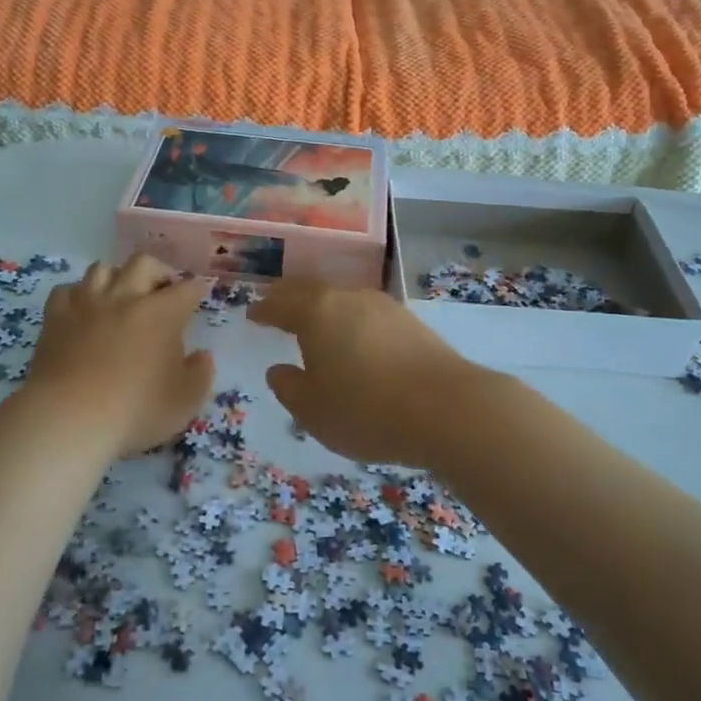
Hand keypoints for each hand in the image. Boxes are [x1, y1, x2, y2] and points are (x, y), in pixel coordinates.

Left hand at [23, 255, 214, 457]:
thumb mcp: (184, 402)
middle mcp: (125, 297)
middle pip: (144, 263)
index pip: (187, 288)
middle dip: (158, 271)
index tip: (199, 295)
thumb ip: (200, 374)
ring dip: (116, 277)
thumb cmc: (134, 411)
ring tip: (121, 294)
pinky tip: (82, 308)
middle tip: (163, 290)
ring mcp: (86, 304)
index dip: (196, 289)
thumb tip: (202, 355)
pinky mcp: (55, 317)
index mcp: (162, 313)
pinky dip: (78, 294)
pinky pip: (66, 290)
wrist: (68, 418)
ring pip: (102, 268)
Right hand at [248, 279, 488, 465]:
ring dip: (324, 309)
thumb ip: (289, 387)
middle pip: (312, 290)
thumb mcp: (313, 410)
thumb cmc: (366, 409)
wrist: (447, 408)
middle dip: (291, 299)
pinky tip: (356, 339)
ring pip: (343, 299)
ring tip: (316, 325)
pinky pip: (368, 314)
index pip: (280, 303)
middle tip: (278, 308)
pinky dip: (352, 322)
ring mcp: (384, 307)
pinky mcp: (411, 322)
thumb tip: (279, 370)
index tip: (253, 315)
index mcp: (316, 312)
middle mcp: (348, 298)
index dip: (264, 310)